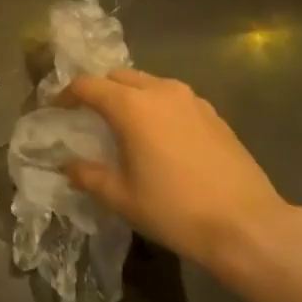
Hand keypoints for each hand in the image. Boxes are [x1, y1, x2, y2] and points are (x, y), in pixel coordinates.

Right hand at [56, 69, 301, 275]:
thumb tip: (69, 165)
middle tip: (87, 115)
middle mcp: (161, 91)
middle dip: (99, 90)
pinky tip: (158, 135)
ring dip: (130, 95)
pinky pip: (174, 98)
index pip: (88, 86)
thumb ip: (88, 175)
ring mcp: (192, 100)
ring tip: (122, 123)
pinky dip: (157, 106)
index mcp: (132, 106)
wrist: (245, 224)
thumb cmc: (174, 209)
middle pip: (119, 77)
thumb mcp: (121, 197)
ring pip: (150, 83)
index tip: (55, 109)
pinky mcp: (214, 114)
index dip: (66, 94)